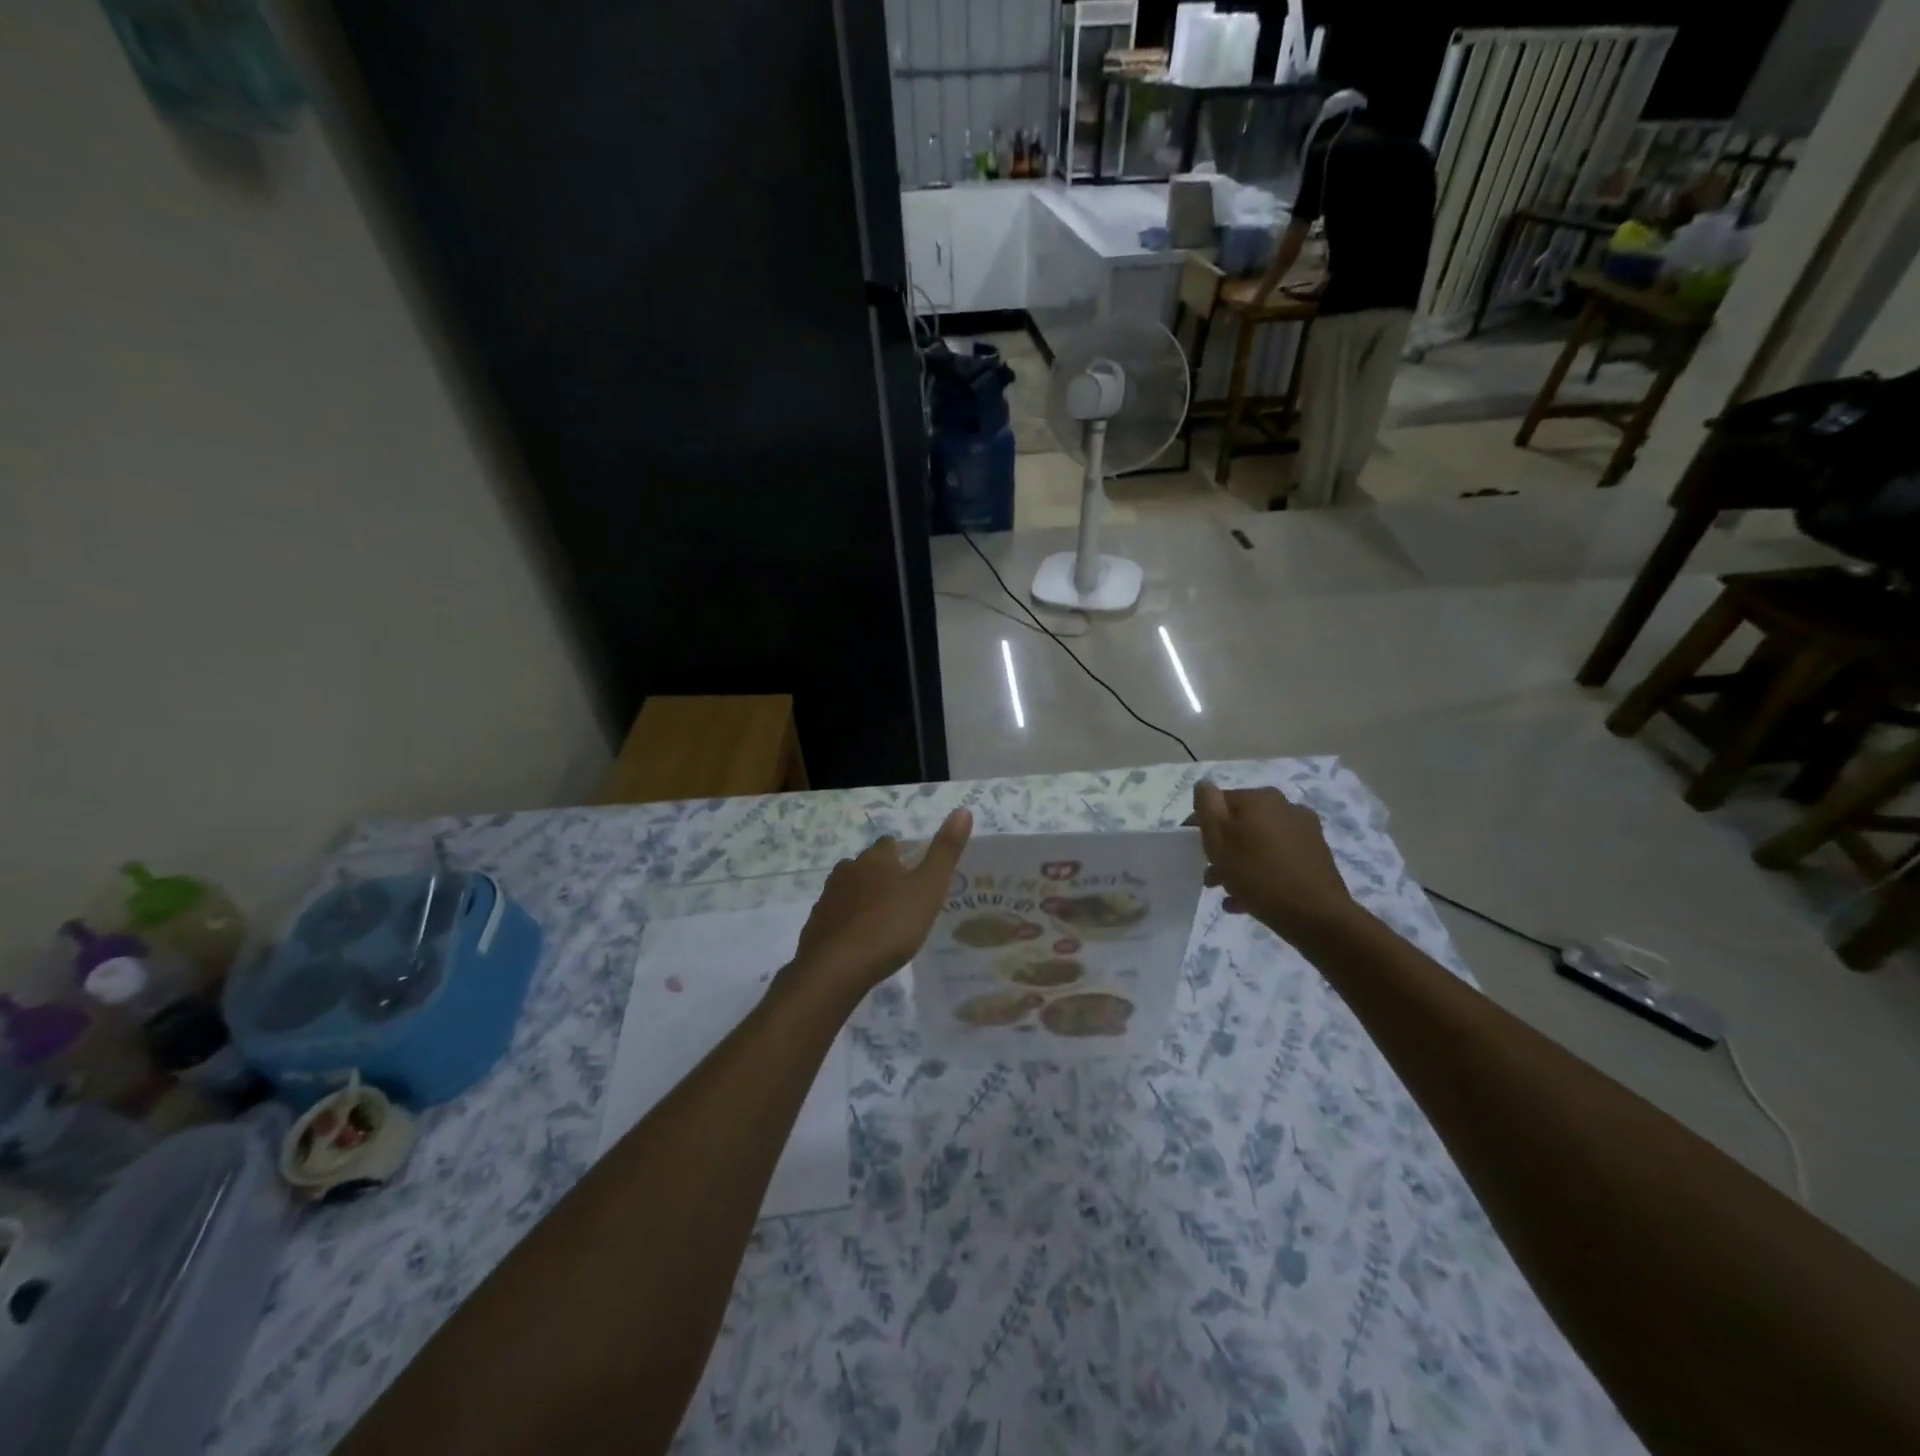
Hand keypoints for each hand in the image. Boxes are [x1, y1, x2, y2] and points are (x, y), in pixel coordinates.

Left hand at [789, 808, 972, 1003]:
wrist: (836, 968)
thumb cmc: (890, 925)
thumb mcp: (929, 888)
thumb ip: (946, 851)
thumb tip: (963, 809)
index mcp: (876, 858)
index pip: (889, 844)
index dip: (902, 854)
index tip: (915, 872)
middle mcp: (848, 870)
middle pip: (867, 865)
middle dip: (882, 876)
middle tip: (903, 899)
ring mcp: (828, 897)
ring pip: (850, 890)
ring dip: (864, 899)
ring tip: (883, 921)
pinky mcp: (816, 925)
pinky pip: (837, 916)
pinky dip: (848, 923)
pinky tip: (860, 941)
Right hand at [1189, 782, 1360, 941]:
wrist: (1316, 915)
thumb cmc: (1257, 873)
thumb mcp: (1219, 838)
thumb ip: (1207, 806)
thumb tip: (1204, 785)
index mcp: (1261, 798)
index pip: (1219, 801)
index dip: (1201, 822)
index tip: (1191, 847)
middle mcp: (1286, 808)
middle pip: (1241, 824)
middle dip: (1222, 847)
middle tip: (1209, 874)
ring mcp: (1305, 833)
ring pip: (1259, 844)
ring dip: (1239, 863)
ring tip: (1225, 890)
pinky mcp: (1316, 858)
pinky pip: (1277, 861)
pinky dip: (1260, 874)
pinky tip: (1246, 899)